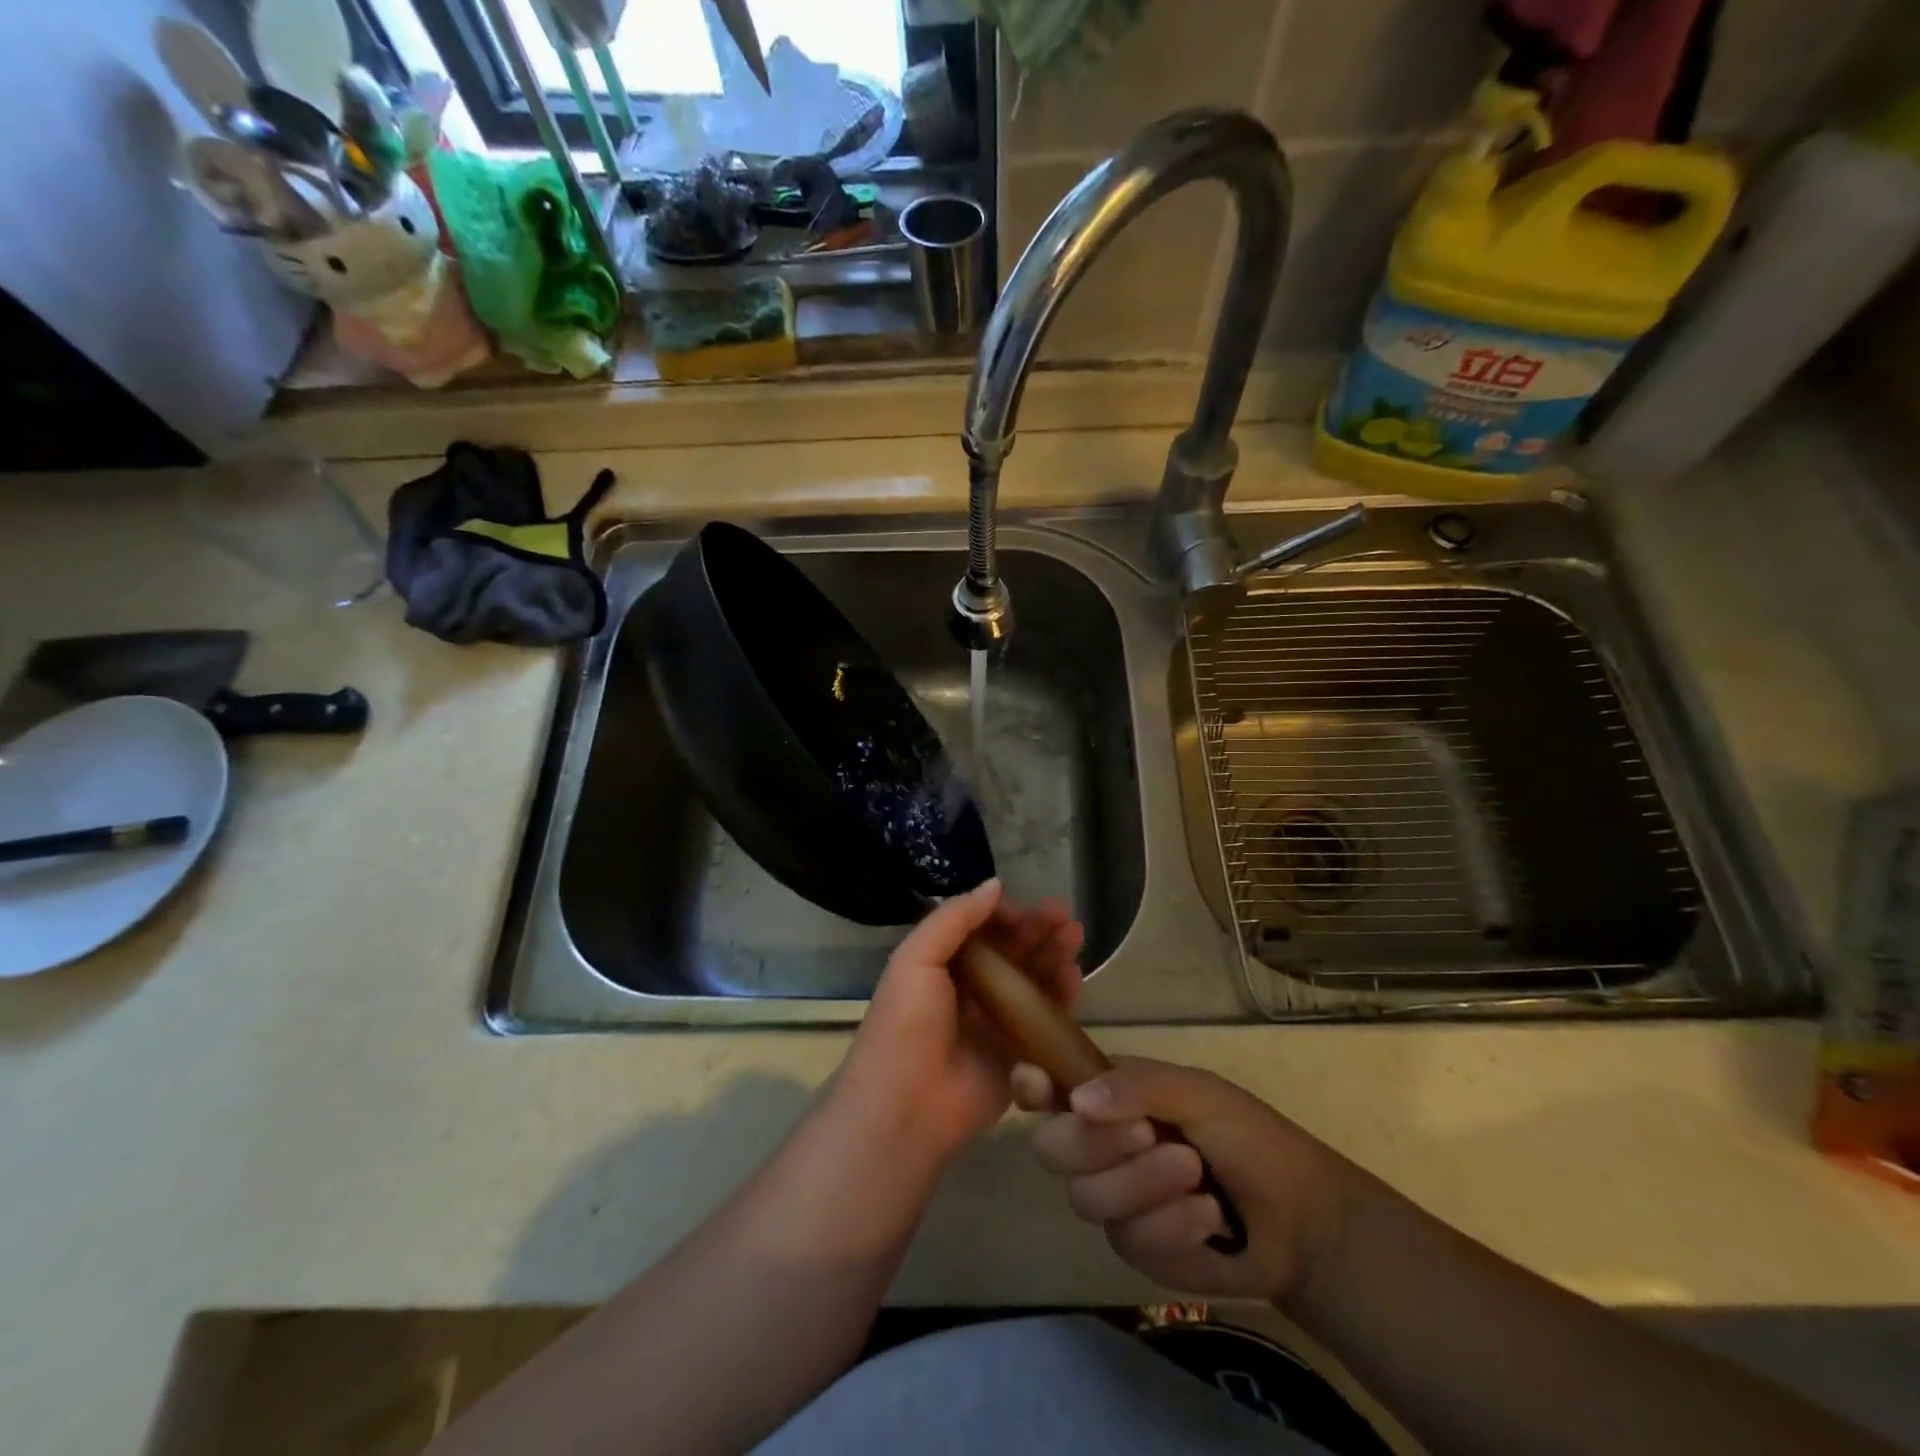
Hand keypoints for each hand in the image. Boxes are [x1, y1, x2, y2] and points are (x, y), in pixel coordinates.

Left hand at [833, 880, 1083, 1163]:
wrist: (906, 1106)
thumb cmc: (906, 1024)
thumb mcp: (916, 959)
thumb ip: (954, 918)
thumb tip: (994, 884)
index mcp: (941, 964)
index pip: (980, 928)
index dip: (1004, 914)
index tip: (1026, 908)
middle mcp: (971, 988)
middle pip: (1011, 951)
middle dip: (1037, 929)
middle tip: (1064, 914)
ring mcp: (996, 1021)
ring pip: (1032, 980)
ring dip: (1053, 955)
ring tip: (1074, 937)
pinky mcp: (1018, 1053)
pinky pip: (1045, 1019)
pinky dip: (1061, 995)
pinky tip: (1074, 975)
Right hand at [1014, 1057, 1354, 1304]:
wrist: (1299, 1219)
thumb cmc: (1246, 1135)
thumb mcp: (1196, 1092)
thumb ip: (1137, 1085)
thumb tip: (1076, 1100)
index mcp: (1108, 1095)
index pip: (1048, 1087)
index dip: (1031, 1086)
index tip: (1034, 1086)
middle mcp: (1098, 1143)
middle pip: (1052, 1147)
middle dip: (1099, 1144)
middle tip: (1150, 1134)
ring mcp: (1113, 1198)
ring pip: (1086, 1198)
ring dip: (1145, 1186)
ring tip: (1196, 1176)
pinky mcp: (1136, 1249)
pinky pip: (1128, 1241)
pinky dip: (1172, 1227)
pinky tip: (1208, 1220)